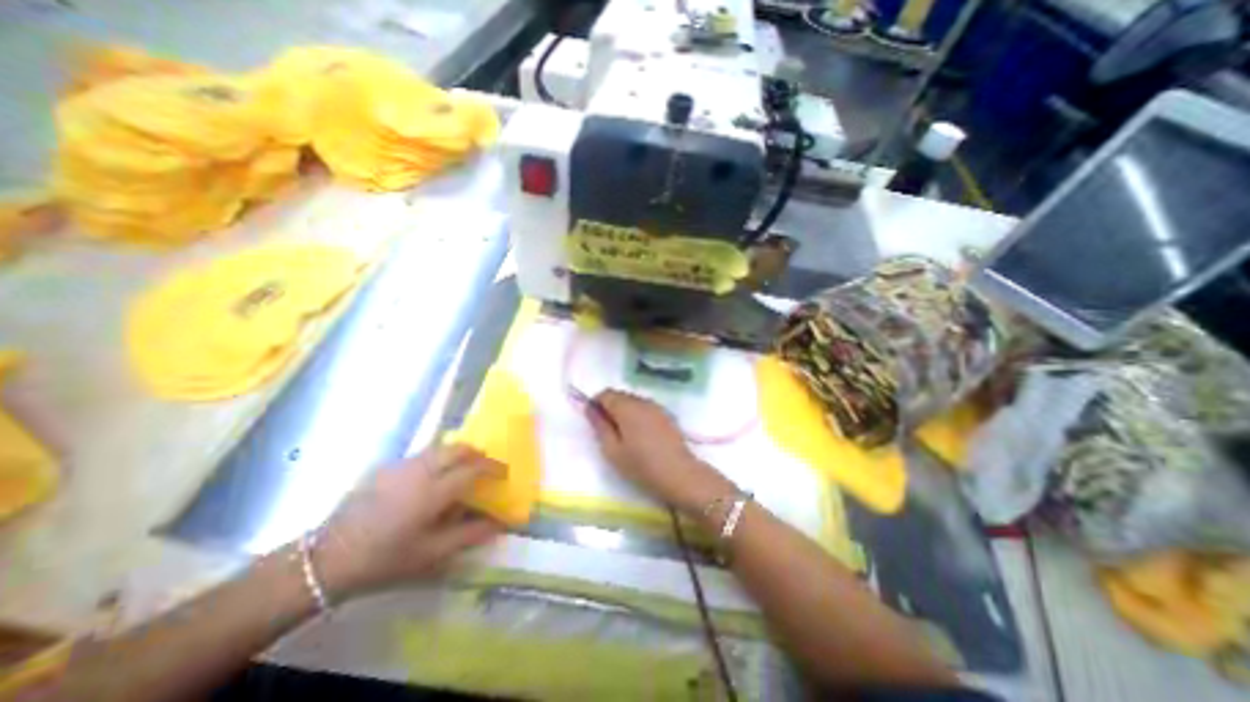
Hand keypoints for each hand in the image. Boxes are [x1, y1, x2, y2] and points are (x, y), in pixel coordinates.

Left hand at [316, 446, 504, 594]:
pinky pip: (422, 454)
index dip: (493, 468)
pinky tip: (431, 477)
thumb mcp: (431, 554)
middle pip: (459, 448)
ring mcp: (402, 466)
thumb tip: (499, 523)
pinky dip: (438, 457)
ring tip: (462, 469)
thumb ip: (469, 535)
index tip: (504, 473)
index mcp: (434, 491)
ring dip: (458, 453)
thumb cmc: (384, 559)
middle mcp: (421, 471)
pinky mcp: (386, 467)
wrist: (326, 558)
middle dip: (477, 454)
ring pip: (440, 447)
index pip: (473, 469)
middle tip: (485, 467)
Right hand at [584, 388, 733, 513]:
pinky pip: (645, 408)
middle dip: (610, 407)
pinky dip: (637, 415)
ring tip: (623, 435)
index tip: (594, 422)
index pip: (605, 394)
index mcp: (626, 407)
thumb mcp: (612, 450)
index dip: (596, 404)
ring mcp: (656, 407)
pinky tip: (640, 435)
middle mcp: (642, 401)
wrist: (679, 474)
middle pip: (620, 395)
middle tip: (607, 431)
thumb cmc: (641, 465)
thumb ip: (599, 426)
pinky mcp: (666, 415)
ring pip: (633, 401)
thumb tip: (590, 408)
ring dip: (624, 411)